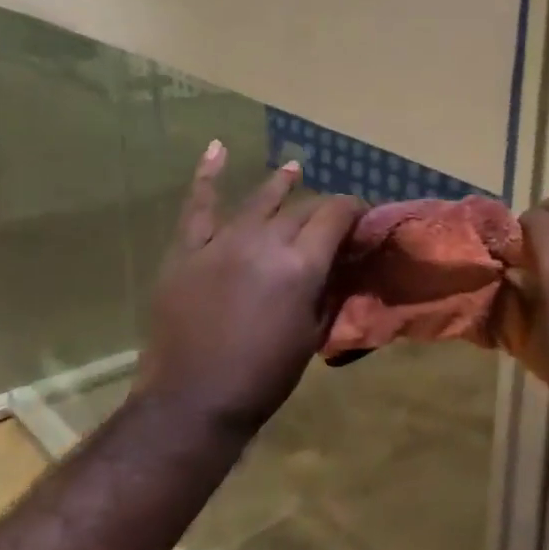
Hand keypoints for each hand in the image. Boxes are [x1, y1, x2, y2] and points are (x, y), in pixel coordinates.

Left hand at [135, 142, 364, 436]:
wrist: (193, 400)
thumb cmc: (264, 376)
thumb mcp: (313, 332)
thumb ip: (328, 288)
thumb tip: (340, 260)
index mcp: (300, 266)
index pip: (335, 216)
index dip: (354, 210)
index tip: (362, 215)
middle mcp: (264, 242)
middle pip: (301, 209)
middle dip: (323, 208)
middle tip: (332, 216)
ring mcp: (221, 242)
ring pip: (258, 200)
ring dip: (280, 183)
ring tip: (295, 168)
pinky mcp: (186, 250)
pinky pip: (198, 207)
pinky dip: (207, 176)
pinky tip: (217, 149)